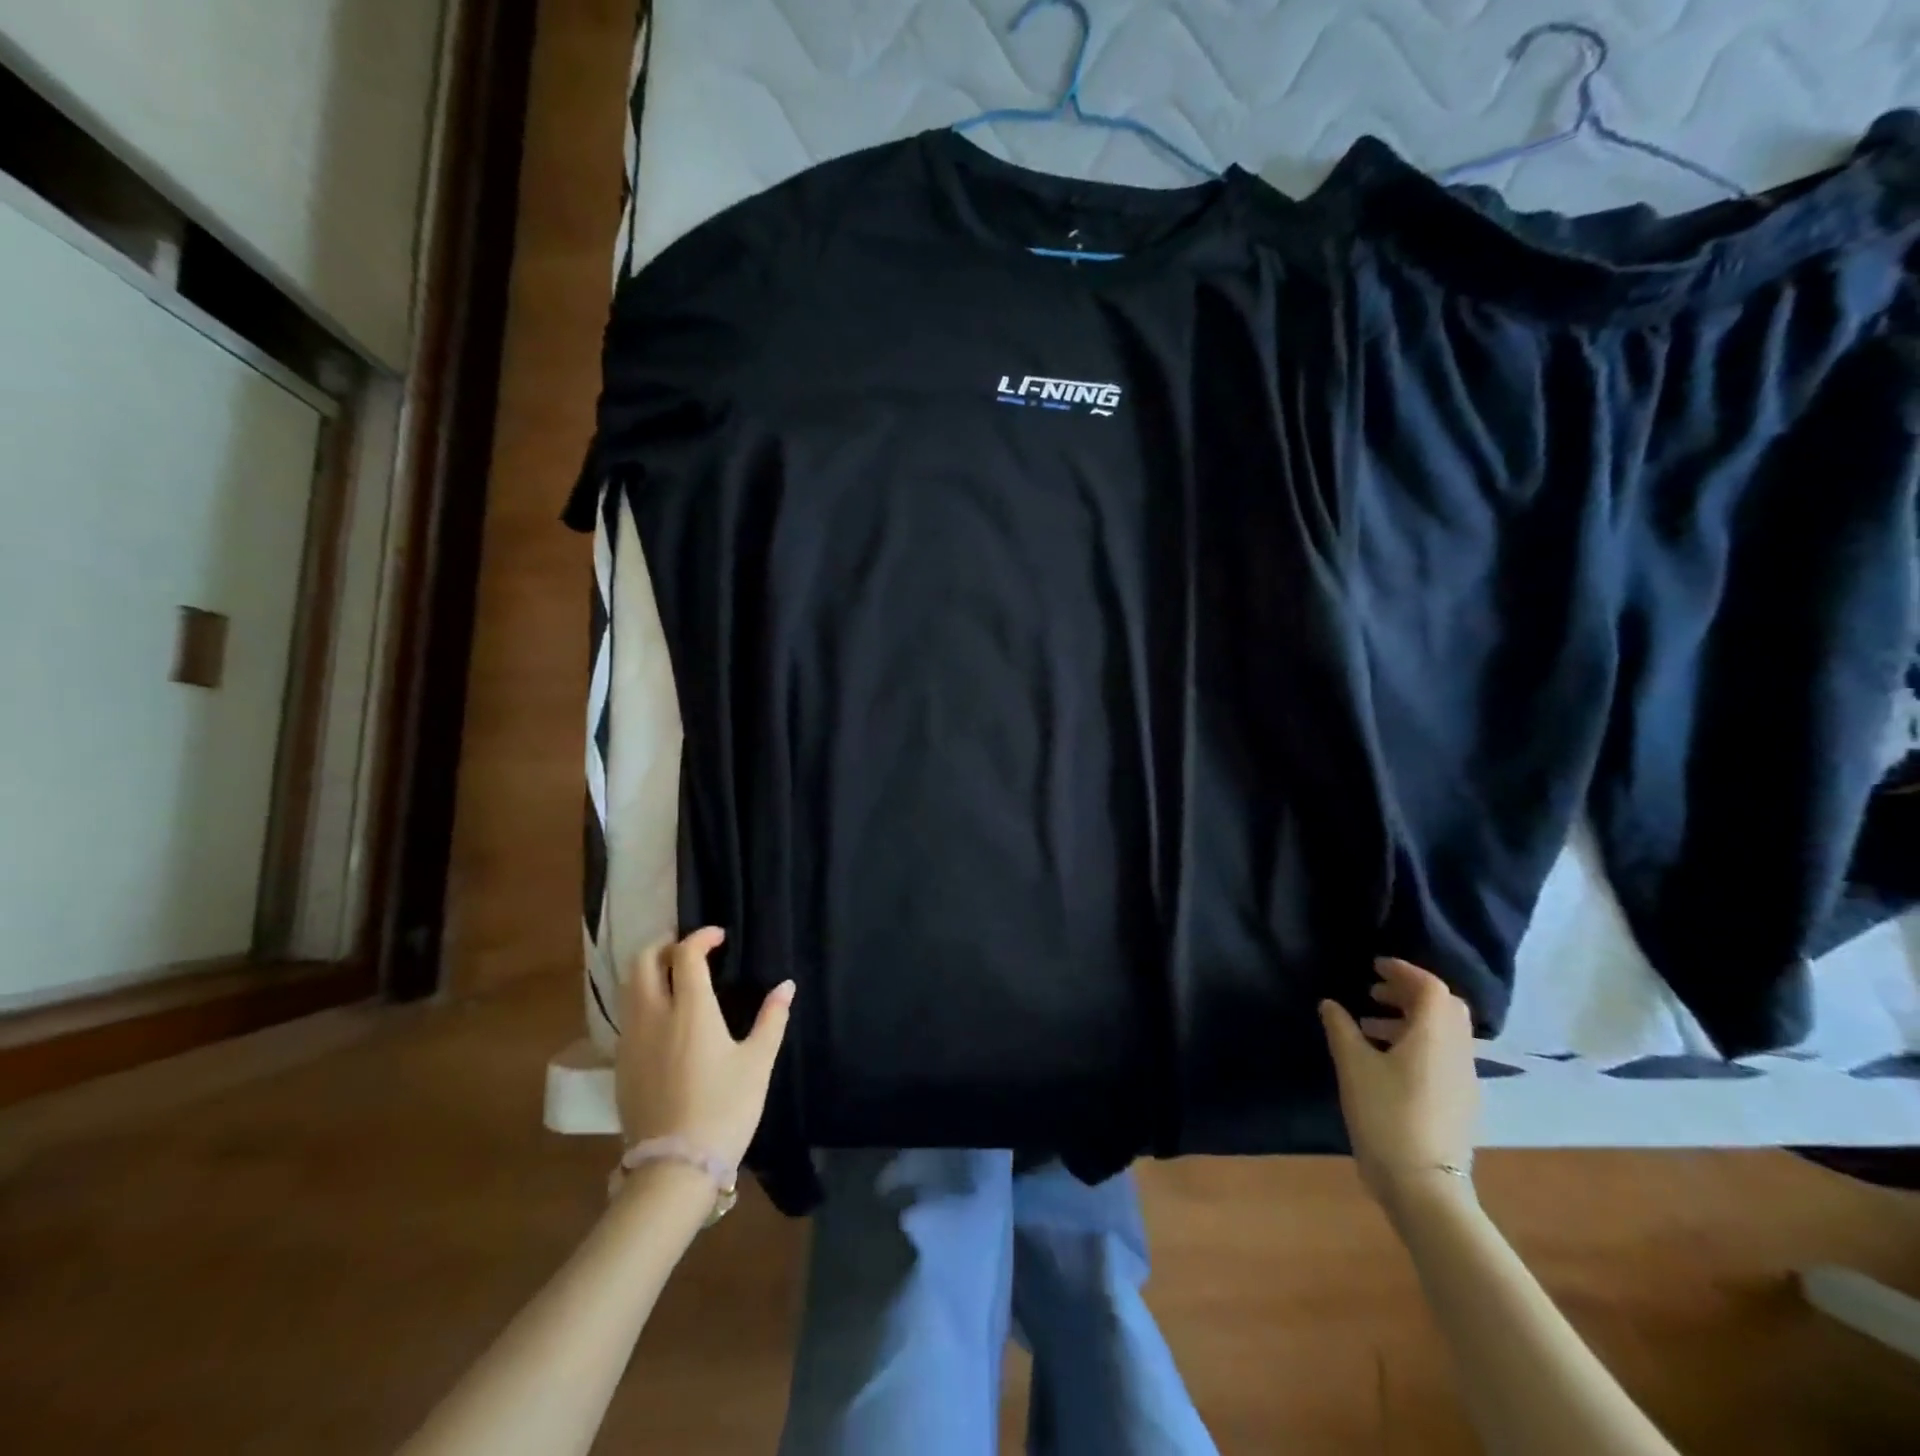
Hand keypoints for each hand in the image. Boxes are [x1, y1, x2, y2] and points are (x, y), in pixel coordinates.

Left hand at [615, 927, 793, 1167]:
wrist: (674, 1168)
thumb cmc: (724, 1109)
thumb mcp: (758, 1063)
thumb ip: (772, 1019)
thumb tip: (786, 986)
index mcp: (691, 1009)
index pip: (686, 954)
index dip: (701, 937)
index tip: (718, 937)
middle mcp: (654, 1015)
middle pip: (644, 961)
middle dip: (664, 945)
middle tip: (688, 949)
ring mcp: (632, 1040)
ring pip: (629, 987)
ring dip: (648, 971)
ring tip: (672, 975)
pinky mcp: (621, 1064)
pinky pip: (627, 1015)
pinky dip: (641, 999)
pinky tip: (661, 1017)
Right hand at [1320, 958, 1480, 1209]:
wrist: (1424, 1186)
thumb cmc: (1385, 1116)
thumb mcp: (1353, 1066)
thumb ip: (1341, 1028)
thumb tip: (1330, 1004)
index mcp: (1434, 1037)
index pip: (1431, 988)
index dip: (1404, 971)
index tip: (1375, 966)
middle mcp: (1457, 1052)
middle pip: (1444, 1007)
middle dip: (1410, 992)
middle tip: (1374, 992)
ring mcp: (1464, 1079)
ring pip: (1445, 1032)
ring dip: (1411, 1018)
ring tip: (1370, 1025)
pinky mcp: (1461, 1101)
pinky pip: (1444, 1054)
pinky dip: (1418, 1042)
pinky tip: (1388, 1060)